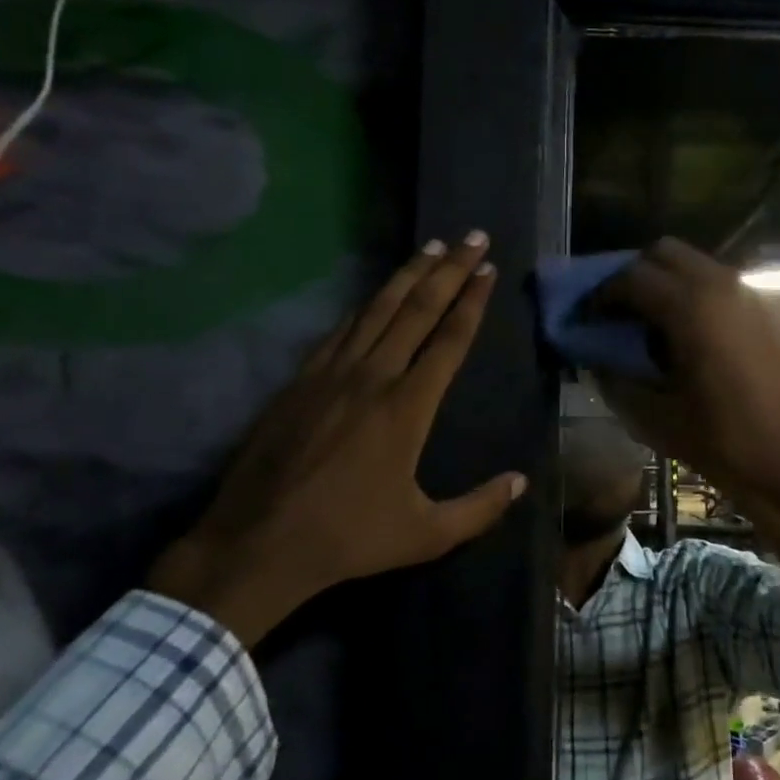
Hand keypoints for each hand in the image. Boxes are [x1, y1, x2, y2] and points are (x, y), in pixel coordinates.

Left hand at [150, 234, 525, 646]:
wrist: (258, 543)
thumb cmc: (348, 538)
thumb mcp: (426, 534)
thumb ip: (479, 508)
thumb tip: (521, 481)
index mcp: (406, 408)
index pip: (448, 340)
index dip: (471, 301)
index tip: (487, 269)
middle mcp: (371, 377)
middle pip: (417, 310)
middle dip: (449, 270)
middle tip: (472, 236)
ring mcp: (330, 374)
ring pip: (376, 310)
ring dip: (407, 275)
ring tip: (431, 246)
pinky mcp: (299, 381)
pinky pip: (341, 330)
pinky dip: (364, 305)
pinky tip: (375, 294)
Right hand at [596, 238, 779, 507]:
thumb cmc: (733, 443)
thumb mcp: (662, 422)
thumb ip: (620, 384)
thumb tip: (598, 362)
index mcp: (691, 307)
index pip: (630, 278)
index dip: (601, 296)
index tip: (588, 320)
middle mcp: (723, 284)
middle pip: (664, 253)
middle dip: (633, 276)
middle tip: (618, 314)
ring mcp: (754, 292)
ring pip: (696, 265)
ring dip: (667, 284)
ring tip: (654, 326)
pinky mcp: (774, 308)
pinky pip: (723, 284)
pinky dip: (697, 295)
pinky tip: (694, 337)